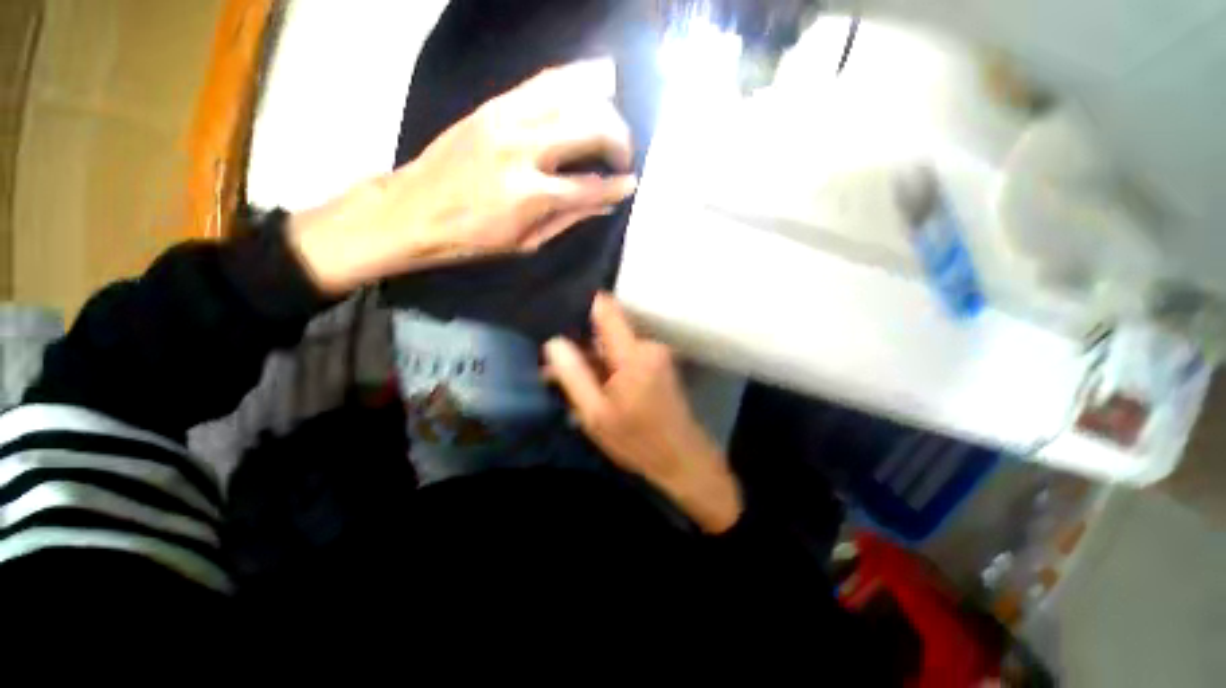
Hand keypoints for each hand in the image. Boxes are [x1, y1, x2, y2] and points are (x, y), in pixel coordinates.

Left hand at [290, 59, 637, 294]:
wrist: (414, 209)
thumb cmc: (473, 238)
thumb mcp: (526, 242)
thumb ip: (569, 218)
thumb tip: (605, 204)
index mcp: (530, 195)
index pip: (589, 186)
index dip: (617, 185)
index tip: (632, 183)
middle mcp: (522, 149)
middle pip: (589, 128)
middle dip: (619, 139)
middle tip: (624, 155)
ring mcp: (506, 119)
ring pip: (572, 93)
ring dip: (603, 105)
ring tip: (613, 122)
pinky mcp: (493, 104)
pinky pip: (544, 79)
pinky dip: (575, 78)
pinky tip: (593, 83)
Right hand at [544, 293, 742, 533]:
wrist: (682, 458)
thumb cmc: (637, 440)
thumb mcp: (596, 414)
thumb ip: (573, 376)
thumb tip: (554, 342)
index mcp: (633, 353)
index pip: (607, 308)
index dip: (582, 306)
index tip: (559, 314)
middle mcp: (648, 344)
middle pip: (606, 331)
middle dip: (582, 348)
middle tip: (558, 373)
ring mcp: (656, 353)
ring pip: (614, 346)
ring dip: (594, 361)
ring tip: (576, 386)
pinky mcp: (658, 363)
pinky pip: (626, 355)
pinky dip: (609, 368)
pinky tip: (598, 389)